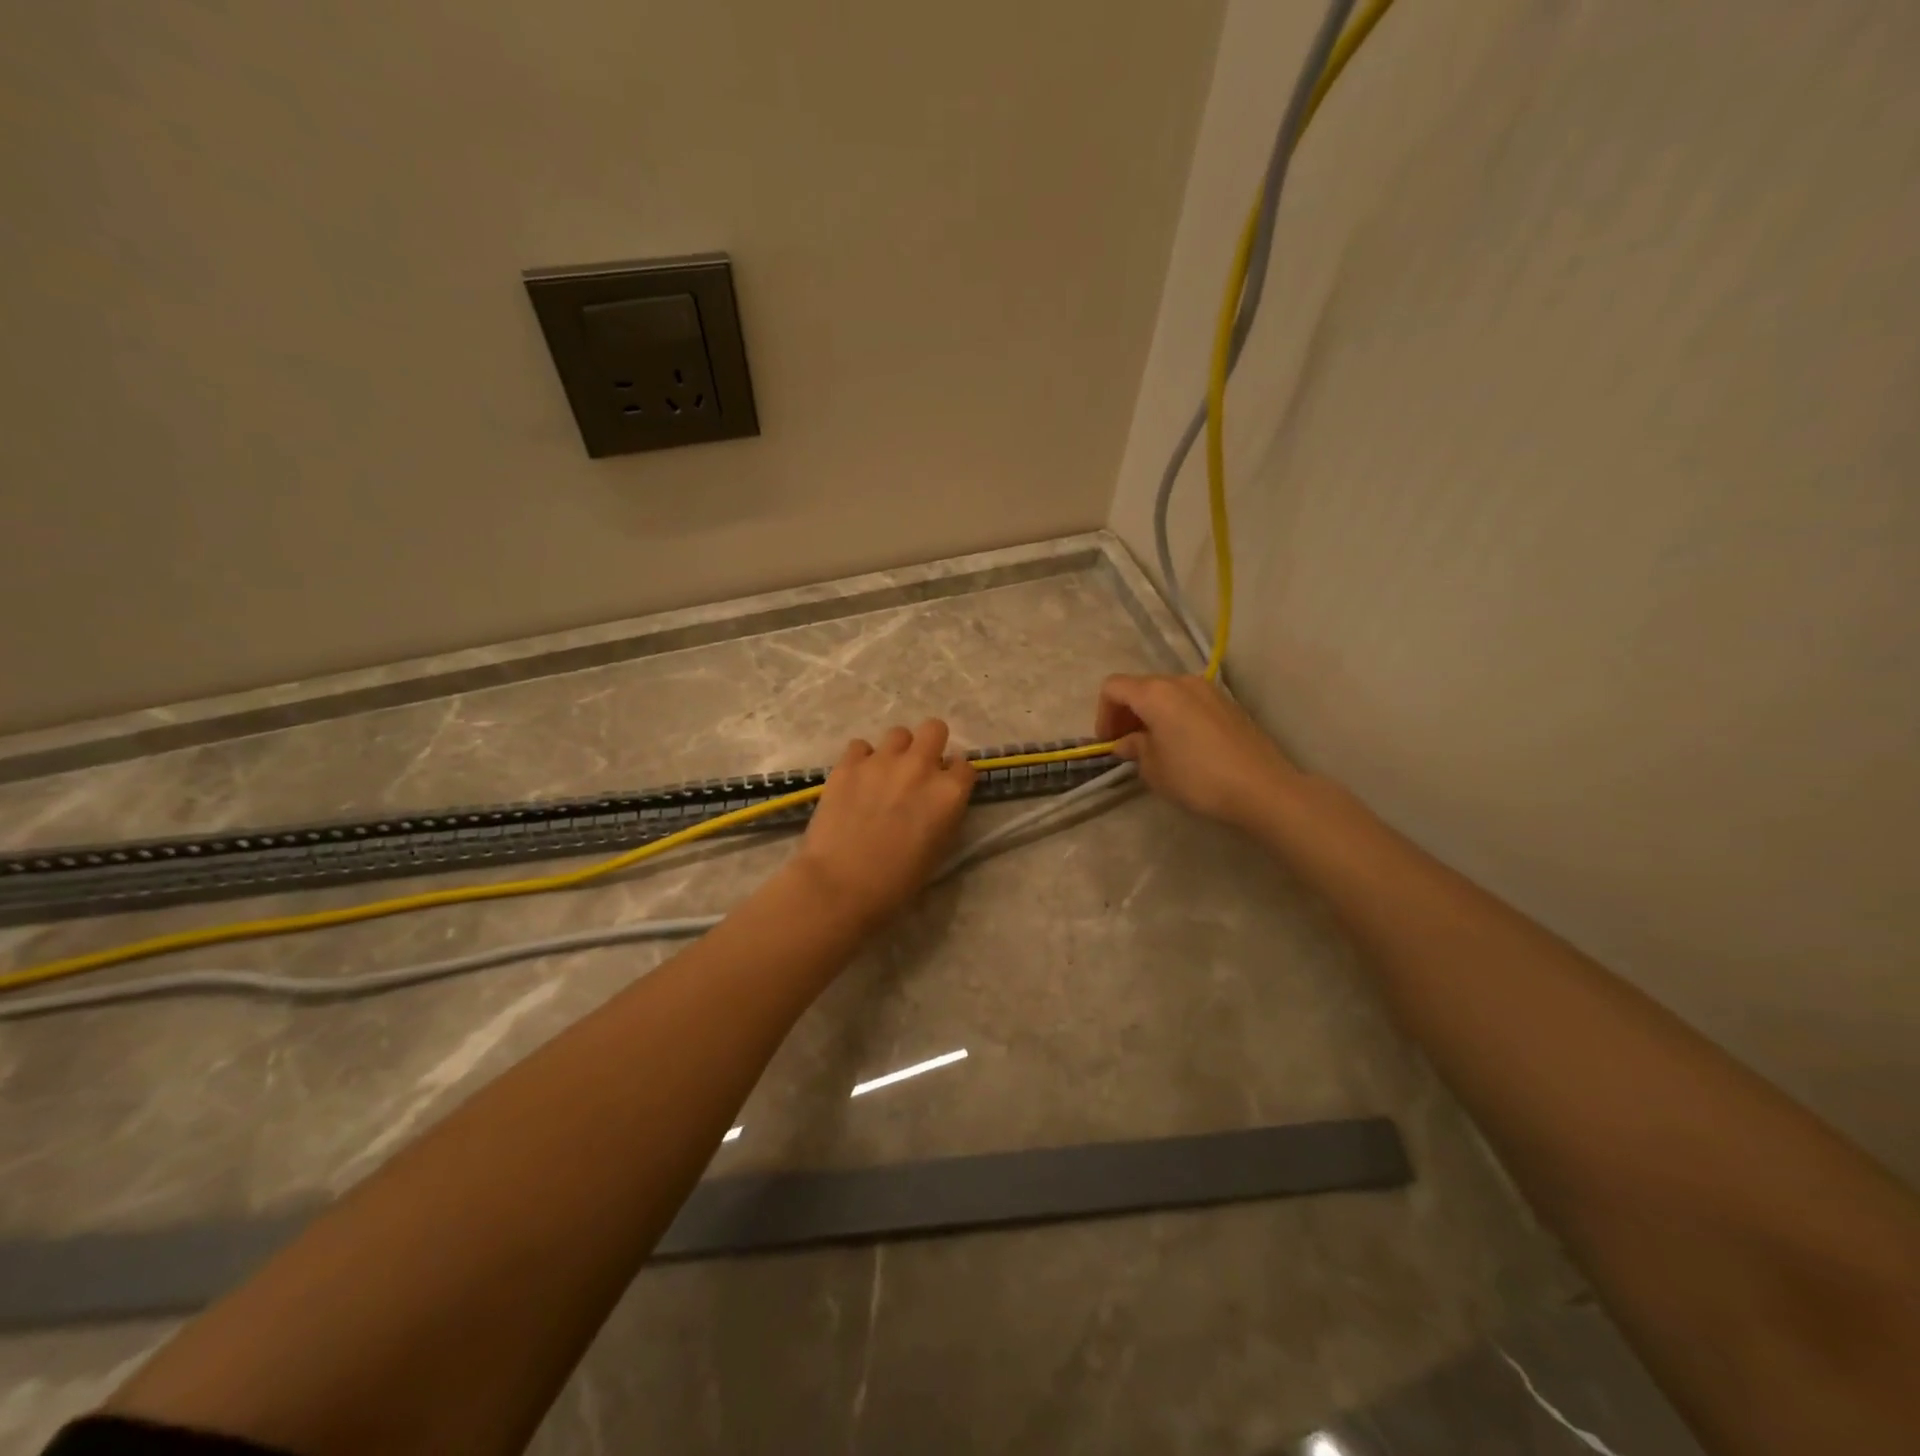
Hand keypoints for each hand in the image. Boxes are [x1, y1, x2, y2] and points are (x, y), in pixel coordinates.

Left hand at [792, 720, 976, 926]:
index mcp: (948, 793)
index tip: (946, 788)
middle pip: (935, 729)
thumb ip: (945, 815)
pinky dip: (862, 759)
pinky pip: (860, 746)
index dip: (956, 777)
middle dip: (931, 745)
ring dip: (897, 751)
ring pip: (898, 733)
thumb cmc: (897, 882)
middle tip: (919, 769)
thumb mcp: (939, 851)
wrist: (840, 885)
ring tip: (885, 774)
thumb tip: (940, 801)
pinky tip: (857, 780)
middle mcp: (920, 767)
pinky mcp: (848, 764)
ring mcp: (882, 761)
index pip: (966, 766)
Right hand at [1095, 674, 1299, 830]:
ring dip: (1152, 715)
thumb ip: (1135, 748)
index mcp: (1156, 693)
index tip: (1108, 743)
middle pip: (1141, 687)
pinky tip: (1182, 746)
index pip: (1114, 688)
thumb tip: (1129, 741)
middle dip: (1127, 714)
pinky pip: (1189, 703)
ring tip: (1154, 747)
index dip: (1103, 714)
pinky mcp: (1228, 704)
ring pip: (1167, 694)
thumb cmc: (1197, 777)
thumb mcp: (1154, 769)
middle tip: (1126, 745)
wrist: (1262, 788)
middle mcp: (1181, 682)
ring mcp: (1208, 690)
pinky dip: (1175, 717)